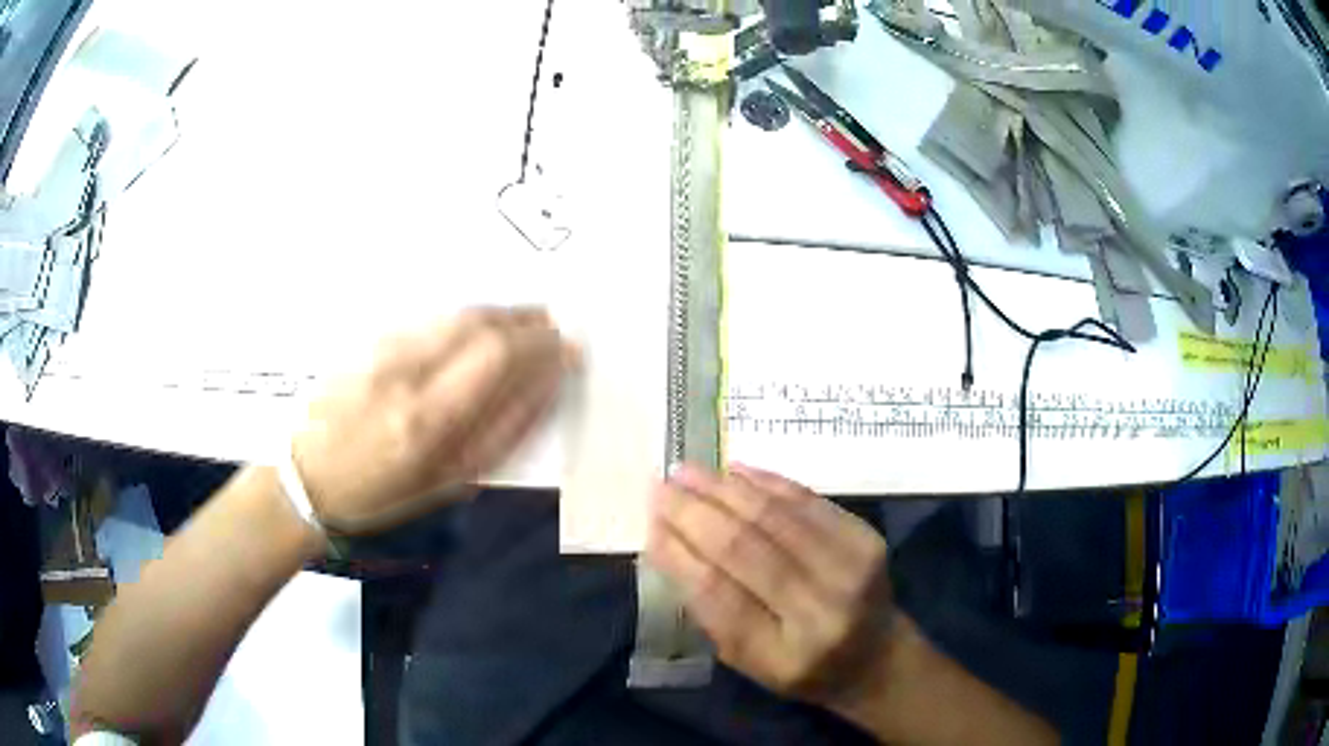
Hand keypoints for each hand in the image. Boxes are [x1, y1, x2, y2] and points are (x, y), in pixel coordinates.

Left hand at [292, 307, 576, 534]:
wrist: (310, 477)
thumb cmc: (382, 495)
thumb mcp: (448, 483)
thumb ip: (499, 436)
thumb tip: (542, 388)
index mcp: (427, 421)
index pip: (496, 358)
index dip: (539, 346)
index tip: (568, 346)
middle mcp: (404, 374)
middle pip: (478, 324)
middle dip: (525, 320)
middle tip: (553, 324)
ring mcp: (382, 350)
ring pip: (454, 313)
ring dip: (499, 312)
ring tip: (528, 318)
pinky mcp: (369, 340)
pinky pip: (431, 317)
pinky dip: (467, 315)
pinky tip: (483, 322)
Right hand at [647, 464, 893, 705]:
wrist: (875, 656)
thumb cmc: (799, 666)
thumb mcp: (745, 659)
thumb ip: (707, 609)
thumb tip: (667, 542)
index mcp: (782, 654)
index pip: (718, 594)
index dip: (679, 553)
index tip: (650, 522)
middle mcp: (821, 610)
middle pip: (745, 548)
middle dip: (695, 511)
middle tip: (662, 486)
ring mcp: (850, 569)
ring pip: (775, 516)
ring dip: (725, 488)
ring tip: (688, 471)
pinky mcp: (866, 538)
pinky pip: (807, 500)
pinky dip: (766, 482)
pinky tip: (734, 471)